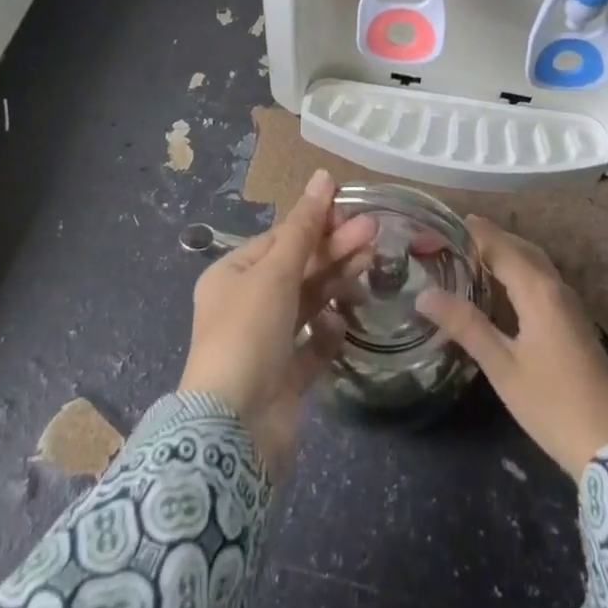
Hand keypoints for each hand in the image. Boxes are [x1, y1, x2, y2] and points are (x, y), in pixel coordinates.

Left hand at [178, 171, 376, 475]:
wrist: (234, 431)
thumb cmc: (248, 334)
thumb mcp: (275, 271)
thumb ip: (304, 226)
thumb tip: (323, 176)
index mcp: (233, 275)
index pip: (280, 239)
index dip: (316, 223)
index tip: (352, 211)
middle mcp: (247, 305)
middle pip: (298, 268)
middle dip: (334, 249)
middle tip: (374, 231)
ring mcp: (267, 343)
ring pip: (309, 302)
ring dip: (337, 281)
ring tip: (371, 263)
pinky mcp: (286, 377)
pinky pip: (312, 345)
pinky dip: (328, 331)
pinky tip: (343, 322)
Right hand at [416, 215, 607, 478]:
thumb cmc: (551, 404)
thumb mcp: (502, 367)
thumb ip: (465, 325)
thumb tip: (425, 294)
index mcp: (537, 290)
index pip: (499, 245)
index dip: (469, 233)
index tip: (439, 227)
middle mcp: (556, 286)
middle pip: (518, 247)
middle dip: (486, 237)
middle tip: (450, 237)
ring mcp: (569, 302)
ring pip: (533, 261)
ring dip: (504, 251)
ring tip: (470, 254)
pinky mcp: (574, 318)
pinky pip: (542, 277)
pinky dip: (519, 268)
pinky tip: (502, 285)